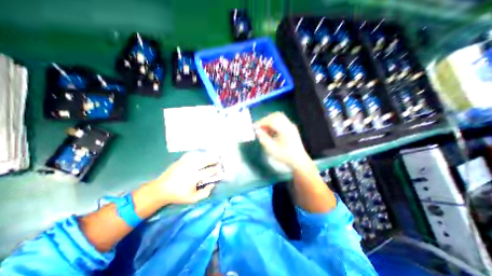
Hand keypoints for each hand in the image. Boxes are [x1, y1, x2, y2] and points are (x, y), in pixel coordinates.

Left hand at [149, 152, 217, 205]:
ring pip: (198, 156)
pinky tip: (199, 154)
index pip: (208, 171)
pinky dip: (196, 154)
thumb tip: (212, 185)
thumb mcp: (193, 198)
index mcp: (194, 177)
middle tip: (217, 159)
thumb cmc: (178, 195)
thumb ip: (205, 193)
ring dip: (206, 155)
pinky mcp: (180, 161)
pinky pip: (190, 155)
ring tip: (210, 156)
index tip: (217, 170)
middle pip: (205, 161)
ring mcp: (185, 163)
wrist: (161, 190)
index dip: (214, 170)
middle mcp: (191, 168)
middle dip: (213, 159)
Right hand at [254, 111, 310, 167]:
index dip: (261, 122)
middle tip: (259, 127)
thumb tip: (258, 131)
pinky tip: (271, 132)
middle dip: (265, 120)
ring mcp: (291, 126)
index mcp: (285, 130)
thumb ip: (263, 139)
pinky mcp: (291, 128)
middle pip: (276, 116)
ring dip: (269, 122)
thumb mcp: (272, 149)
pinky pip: (281, 121)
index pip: (272, 121)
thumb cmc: (285, 156)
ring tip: (264, 130)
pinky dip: (274, 124)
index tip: (254, 127)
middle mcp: (289, 125)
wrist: (299, 160)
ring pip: (278, 117)